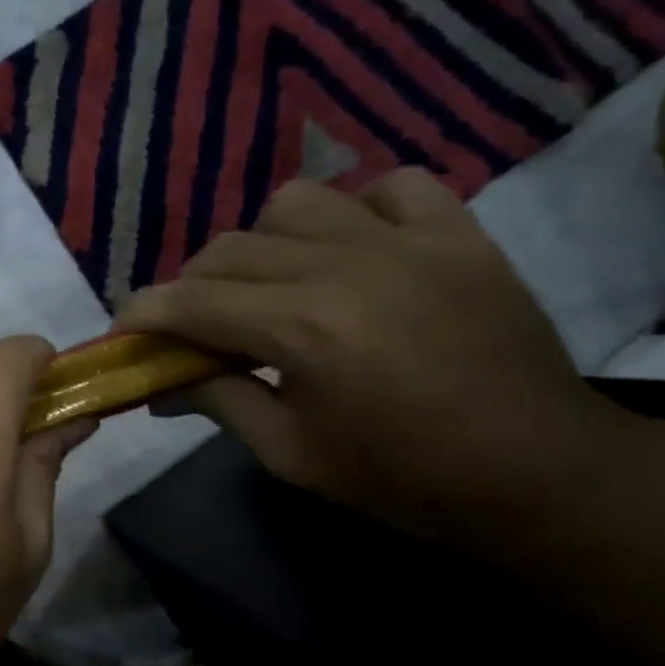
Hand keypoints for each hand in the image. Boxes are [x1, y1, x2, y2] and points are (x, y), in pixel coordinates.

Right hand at [114, 170, 621, 542]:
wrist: (539, 474)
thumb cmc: (401, 479)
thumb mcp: (289, 454)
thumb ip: (217, 401)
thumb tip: (160, 383)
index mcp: (301, 330)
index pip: (189, 301)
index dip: (143, 313)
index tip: (125, 327)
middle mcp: (344, 268)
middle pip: (228, 250)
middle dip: (192, 287)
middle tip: (198, 326)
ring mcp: (408, 242)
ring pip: (295, 201)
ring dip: (264, 242)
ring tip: (275, 282)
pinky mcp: (460, 235)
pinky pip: (392, 187)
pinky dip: (358, 209)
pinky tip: (354, 249)